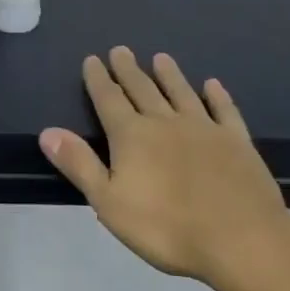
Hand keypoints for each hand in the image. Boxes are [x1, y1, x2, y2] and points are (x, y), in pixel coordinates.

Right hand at [39, 47, 288, 286]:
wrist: (241, 240)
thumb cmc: (167, 228)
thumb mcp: (109, 202)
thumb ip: (79, 164)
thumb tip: (48, 131)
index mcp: (132, 136)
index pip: (109, 100)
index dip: (98, 80)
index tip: (92, 59)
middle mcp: (165, 122)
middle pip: (142, 89)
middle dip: (128, 70)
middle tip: (121, 50)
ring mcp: (204, 128)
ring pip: (181, 92)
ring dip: (169, 74)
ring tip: (160, 57)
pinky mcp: (236, 142)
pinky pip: (224, 110)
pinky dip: (217, 96)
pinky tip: (213, 85)